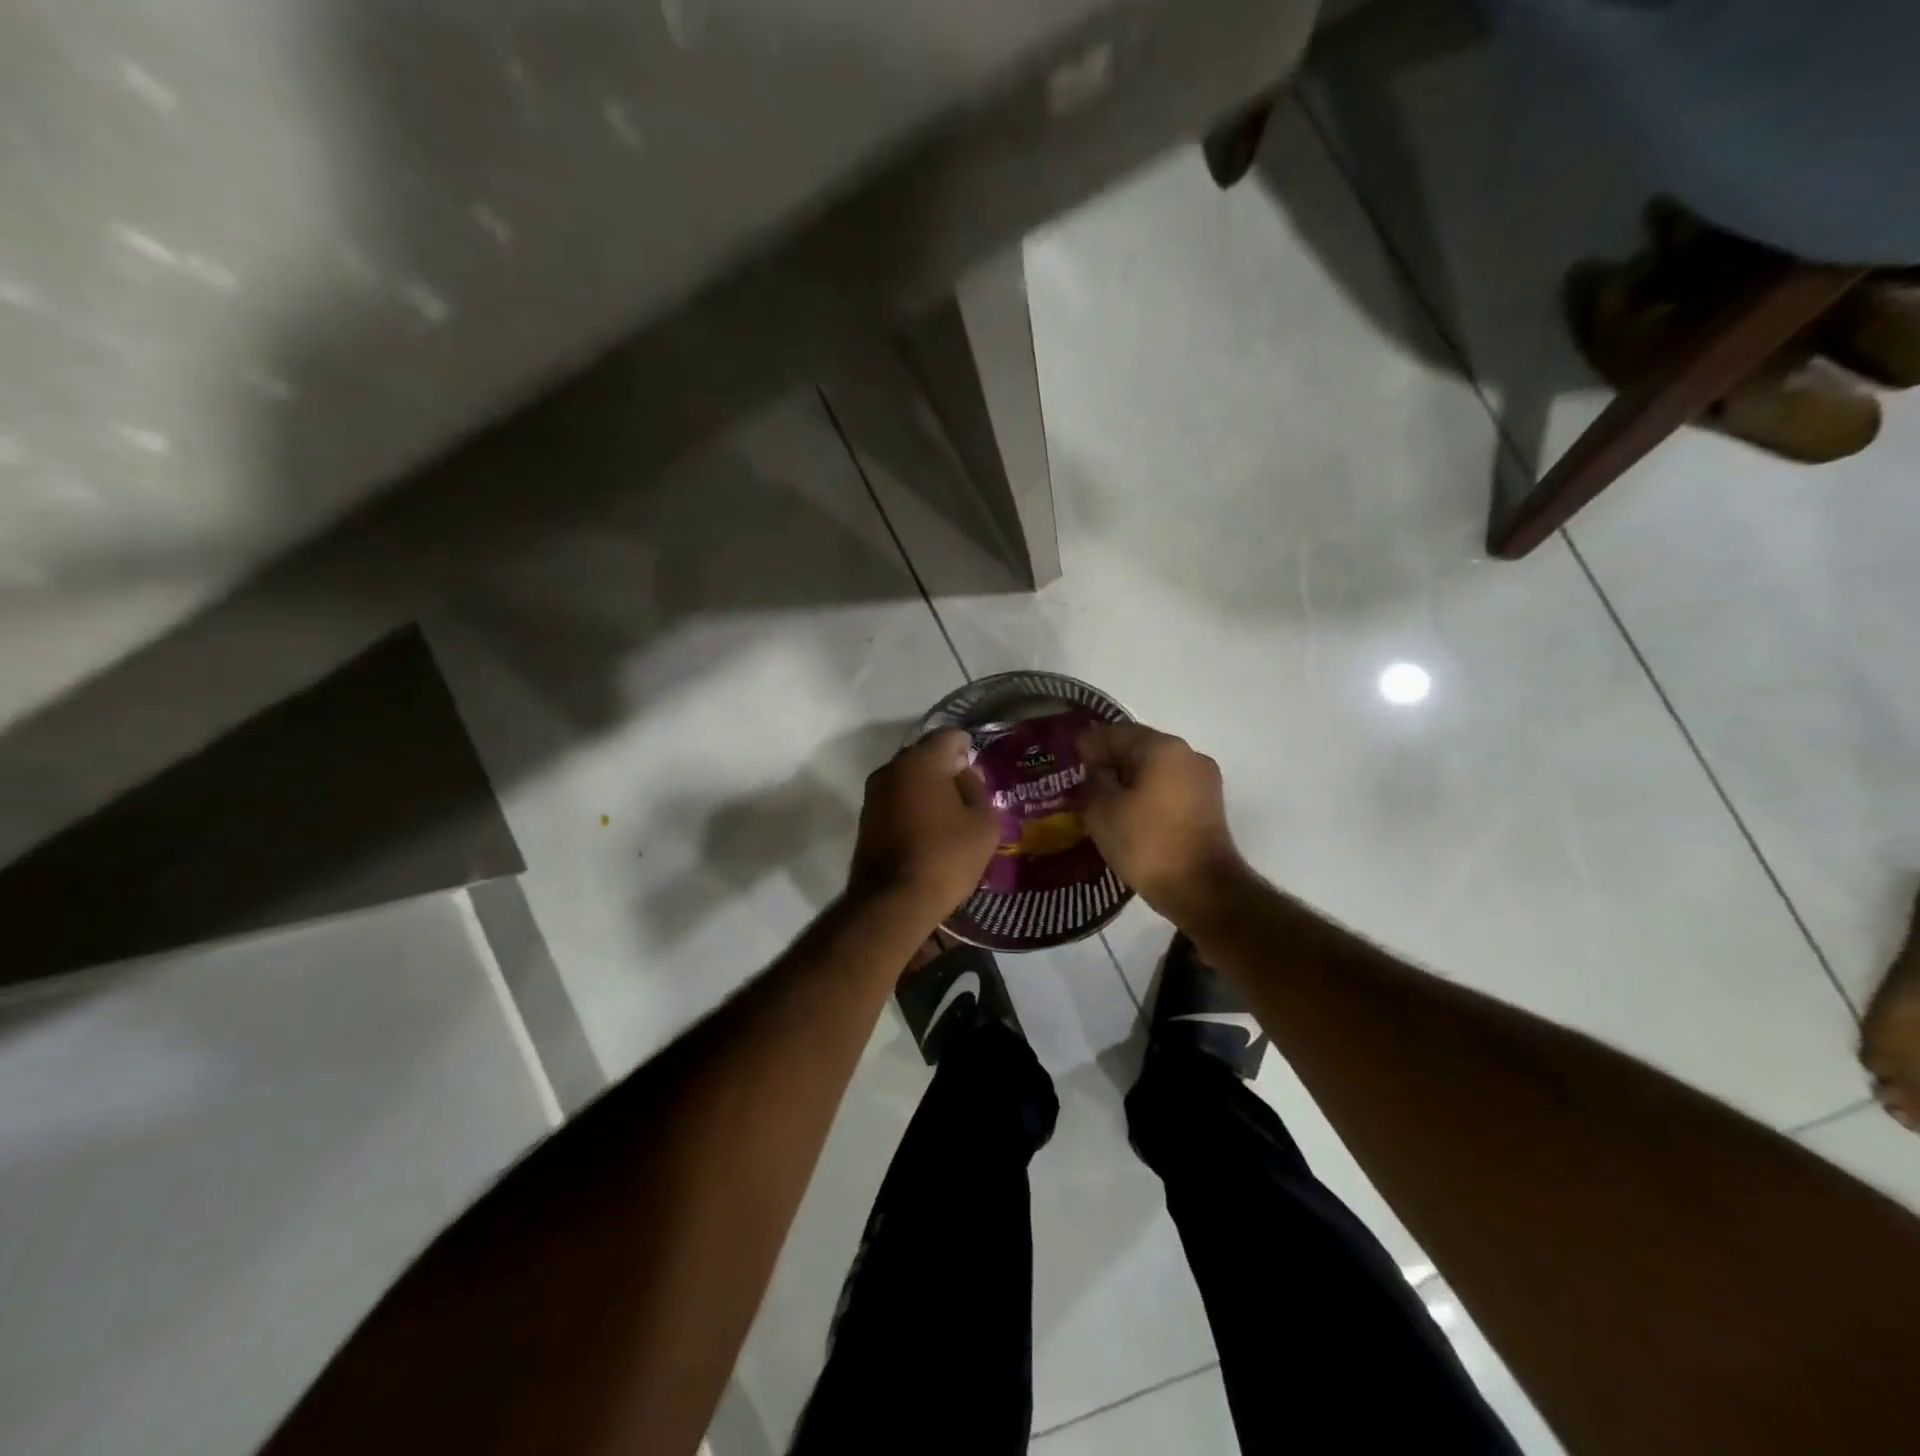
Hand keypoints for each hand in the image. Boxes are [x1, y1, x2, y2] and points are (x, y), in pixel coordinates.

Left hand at [847, 730, 998, 922]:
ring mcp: (873, 794)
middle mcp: (891, 769)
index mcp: (921, 761)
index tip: (980, 768)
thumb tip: (964, 776)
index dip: (968, 747)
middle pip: (925, 755)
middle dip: (947, 767)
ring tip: (950, 813)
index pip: (949, 736)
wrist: (892, 902)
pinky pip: (896, 800)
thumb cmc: (945, 857)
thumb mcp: (983, 824)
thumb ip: (978, 790)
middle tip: (969, 791)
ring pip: (908, 778)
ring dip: (928, 788)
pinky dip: (912, 806)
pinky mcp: (866, 819)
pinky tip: (929, 828)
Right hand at [1077, 722, 1251, 923]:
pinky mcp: (1209, 806)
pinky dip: (1147, 793)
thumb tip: (1097, 768)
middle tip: (1082, 777)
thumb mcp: (1103, 810)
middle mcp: (1188, 755)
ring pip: (1156, 769)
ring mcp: (1204, 780)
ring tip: (1103, 796)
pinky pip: (1169, 788)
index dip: (1090, 743)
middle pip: (1140, 747)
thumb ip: (1094, 780)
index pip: (1117, 732)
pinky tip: (1128, 811)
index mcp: (1162, 748)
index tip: (1069, 755)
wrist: (1202, 890)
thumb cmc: (1147, 843)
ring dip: (1130, 777)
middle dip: (1111, 759)